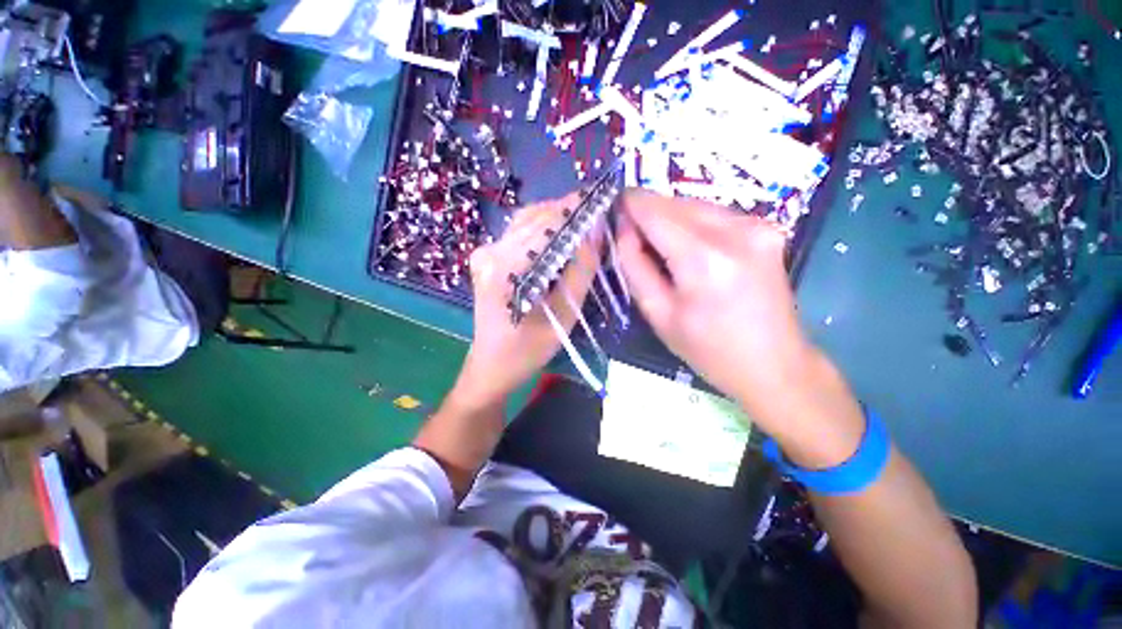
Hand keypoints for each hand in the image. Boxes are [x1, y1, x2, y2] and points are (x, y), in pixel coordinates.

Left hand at [456, 194, 600, 405]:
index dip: (575, 207)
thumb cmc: (529, 349)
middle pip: (534, 217)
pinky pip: (518, 233)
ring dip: (555, 217)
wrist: (492, 364)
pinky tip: (560, 236)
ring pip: (526, 221)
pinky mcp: (486, 258)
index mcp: (505, 268)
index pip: (546, 223)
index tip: (600, 197)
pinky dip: (542, 229)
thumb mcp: (564, 314)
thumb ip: (581, 271)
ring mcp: (484, 253)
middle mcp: (490, 252)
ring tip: (582, 222)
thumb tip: (595, 232)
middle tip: (596, 211)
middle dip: (567, 210)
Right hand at [615, 189, 822, 437]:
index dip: (629, 205)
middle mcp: (736, 230)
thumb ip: (634, 265)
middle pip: (675, 202)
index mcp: (704, 259)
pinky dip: (693, 224)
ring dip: (670, 219)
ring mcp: (758, 224)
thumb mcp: (658, 313)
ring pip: (694, 204)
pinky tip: (690, 250)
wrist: (775, 365)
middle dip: (648, 214)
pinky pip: (714, 213)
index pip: (654, 211)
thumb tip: (623, 228)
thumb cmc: (708, 349)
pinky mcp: (768, 227)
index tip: (613, 212)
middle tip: (634, 240)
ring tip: (662, 250)